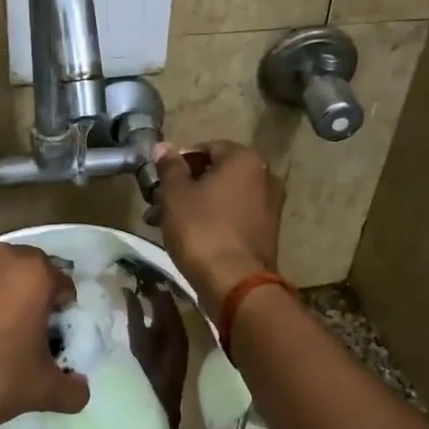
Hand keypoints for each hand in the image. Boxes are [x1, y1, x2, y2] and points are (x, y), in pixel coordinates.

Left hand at [0, 243, 89, 428]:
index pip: (65, 287)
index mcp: (33, 272)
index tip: (55, 343)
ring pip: (0, 280)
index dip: (65, 317)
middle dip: (36, 302)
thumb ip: (72, 389)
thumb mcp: (42, 390)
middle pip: (32, 276)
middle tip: (31, 339)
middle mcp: (2, 258)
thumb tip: (81, 390)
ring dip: (6, 301)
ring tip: (0, 339)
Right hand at [151, 141, 283, 312]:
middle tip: (159, 203)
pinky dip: (213, 221)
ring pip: (224, 197)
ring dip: (196, 205)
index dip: (179, 163)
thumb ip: (170, 167)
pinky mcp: (267, 233)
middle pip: (216, 173)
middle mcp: (264, 177)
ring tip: (167, 224)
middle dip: (186, 186)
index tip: (159, 181)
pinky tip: (190, 237)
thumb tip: (163, 146)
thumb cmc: (201, 230)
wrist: (234, 283)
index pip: (206, 148)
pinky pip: (234, 217)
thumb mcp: (175, 195)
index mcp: (244, 159)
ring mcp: (270, 206)